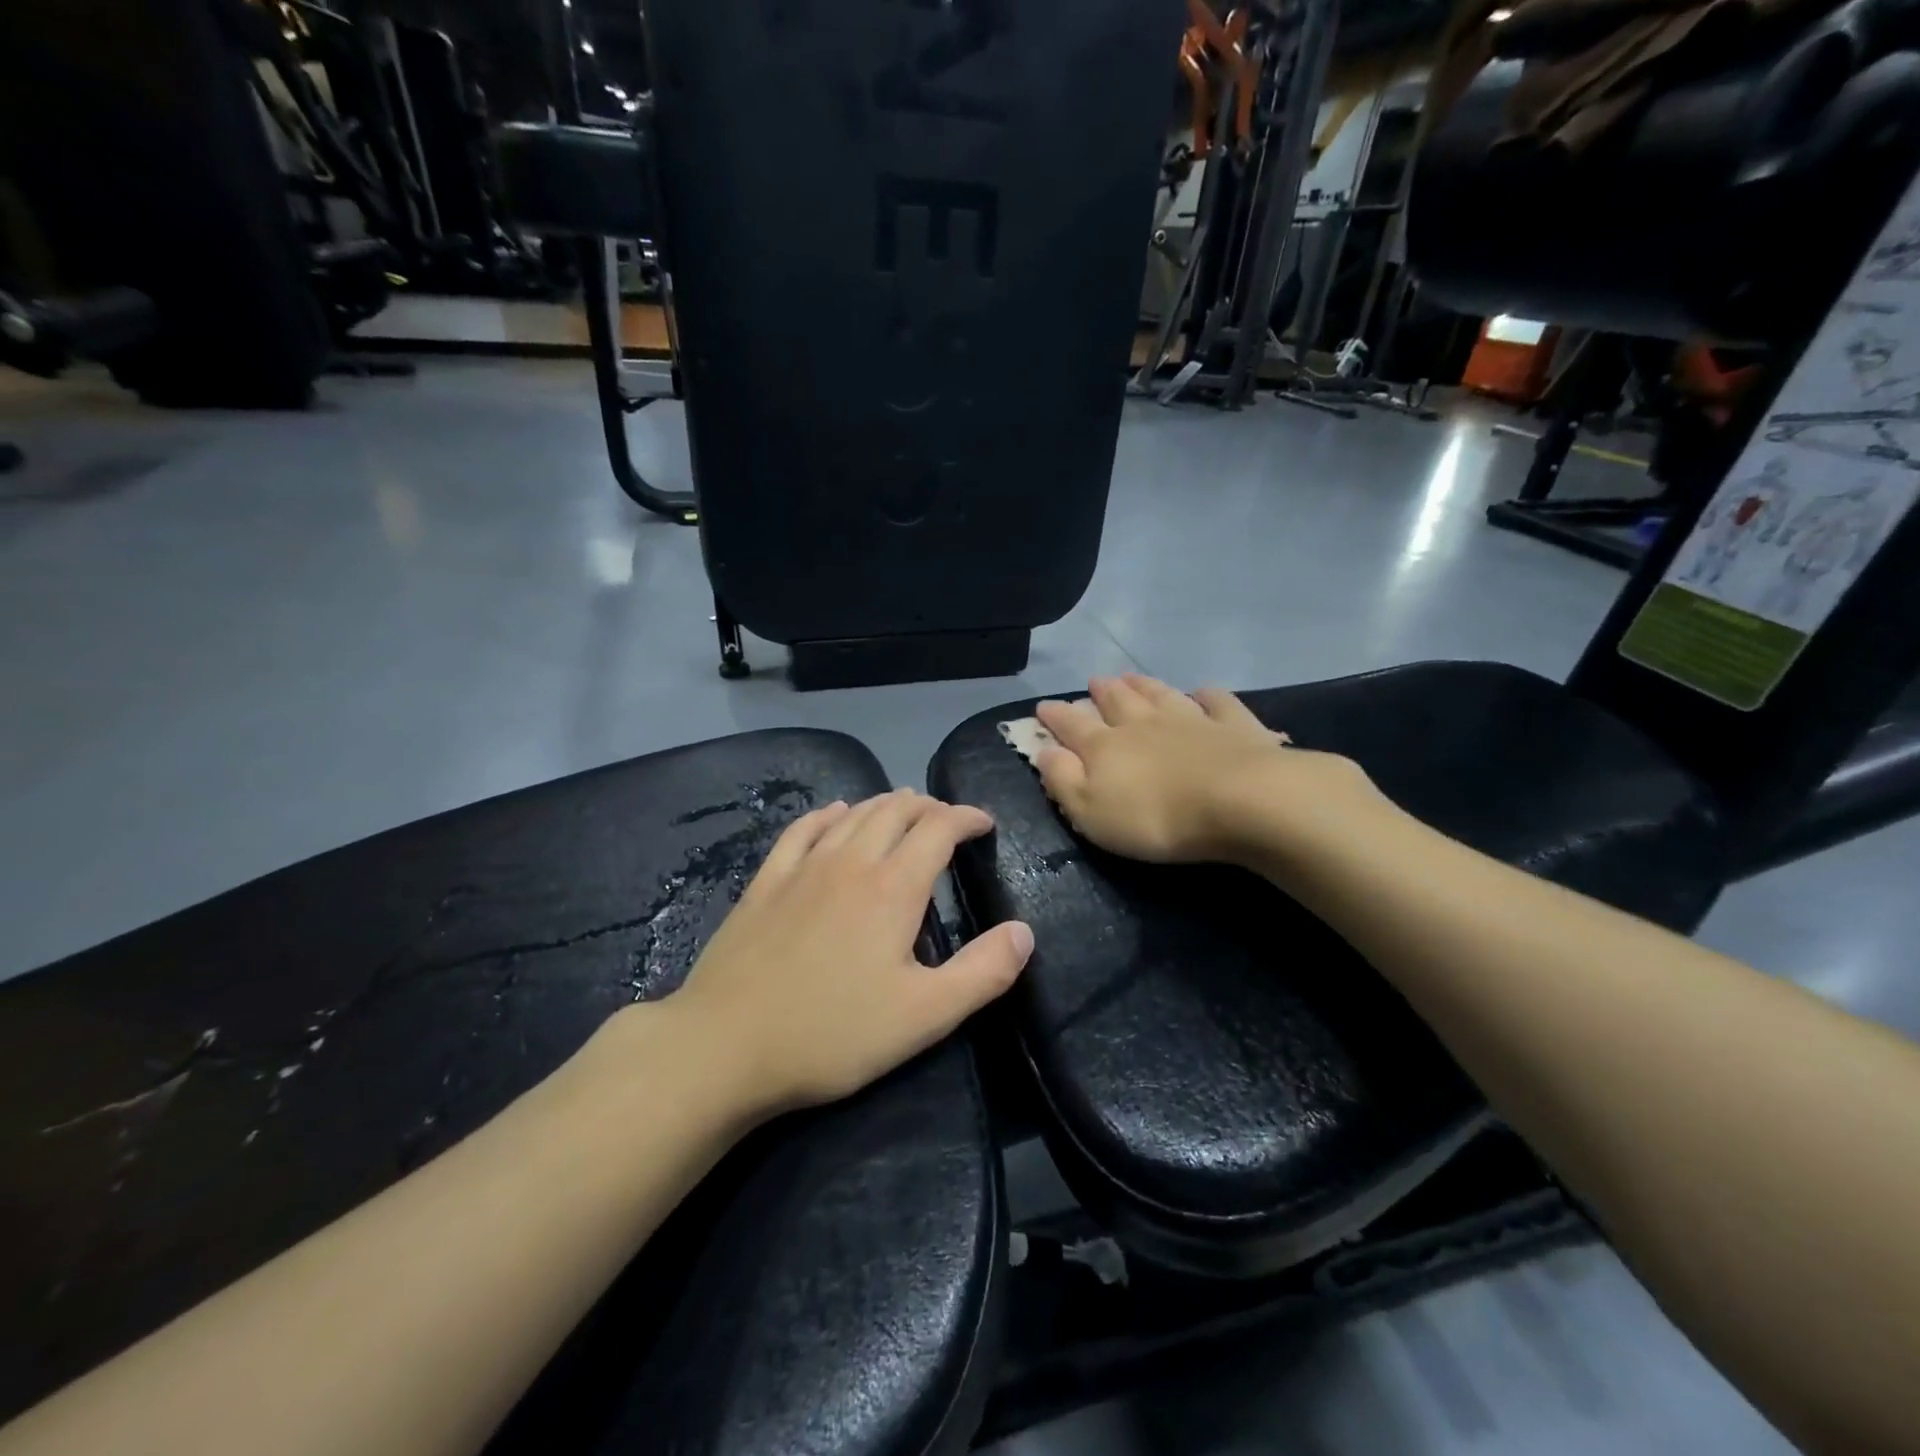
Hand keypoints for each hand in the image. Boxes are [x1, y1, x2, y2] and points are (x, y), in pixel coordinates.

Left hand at [669, 790, 1032, 1115]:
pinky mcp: (766, 882)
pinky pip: (802, 830)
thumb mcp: (924, 1016)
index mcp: (893, 888)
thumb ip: (982, 972)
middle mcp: (850, 861)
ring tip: (903, 810)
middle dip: (928, 807)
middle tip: (947, 819)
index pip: (938, 829)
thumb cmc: (832, 1034)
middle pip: (895, 811)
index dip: (965, 818)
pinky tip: (834, 814)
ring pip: (852, 814)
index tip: (984, 824)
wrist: (725, 1046)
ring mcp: (803, 868)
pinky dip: (828, 814)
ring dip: (885, 805)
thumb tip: (1025, 932)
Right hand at [1035, 673, 1383, 865]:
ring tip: (1131, 675)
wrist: (1240, 802)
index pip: (1072, 725)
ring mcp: (1191, 719)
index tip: (1043, 706)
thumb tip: (1044, 751)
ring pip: (1161, 694)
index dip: (1055, 716)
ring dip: (1144, 685)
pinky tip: (1204, 693)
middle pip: (1118, 701)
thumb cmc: (1156, 817)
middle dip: (1102, 692)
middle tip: (1094, 682)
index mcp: (1106, 747)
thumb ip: (1063, 780)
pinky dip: (1207, 695)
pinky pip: (1217, 702)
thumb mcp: (1091, 812)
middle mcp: (1144, 724)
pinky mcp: (1234, 725)